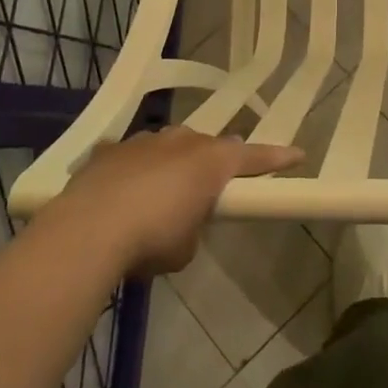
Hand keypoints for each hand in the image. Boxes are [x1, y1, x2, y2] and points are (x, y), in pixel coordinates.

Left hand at [60, 127, 302, 274]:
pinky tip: (122, 194)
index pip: (254, 156)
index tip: (298, 154)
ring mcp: (144, 141)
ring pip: (169, 146)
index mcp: (211, 161)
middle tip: (213, 182)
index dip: (277, 157)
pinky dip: (134, 172)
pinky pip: (132, 157)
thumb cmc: (152, 239)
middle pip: (208, 146)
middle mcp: (182, 141)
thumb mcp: (186, 247)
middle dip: (213, 162)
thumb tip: (182, 220)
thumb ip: (194, 226)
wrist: (89, 230)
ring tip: (163, 193)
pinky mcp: (111, 151)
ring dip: (172, 164)